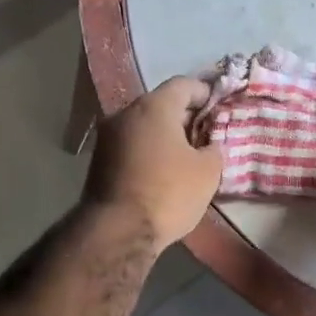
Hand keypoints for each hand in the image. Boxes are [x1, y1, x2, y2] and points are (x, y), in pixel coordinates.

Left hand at [82, 77, 223, 251]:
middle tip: (204, 134)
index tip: (218, 106)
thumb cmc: (168, 193)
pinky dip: (147, 151)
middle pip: (159, 104)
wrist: (117, 232)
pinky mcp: (97, 161)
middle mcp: (125, 113)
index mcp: (153, 106)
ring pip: (142, 126)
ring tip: (184, 155)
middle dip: (183, 116)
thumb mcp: (207, 172)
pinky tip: (161, 171)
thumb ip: (213, 149)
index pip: (183, 84)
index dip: (204, 92)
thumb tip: (208, 146)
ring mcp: (107, 137)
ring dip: (163, 135)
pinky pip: (130, 146)